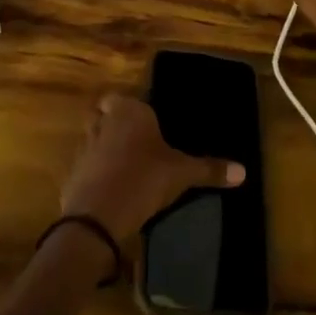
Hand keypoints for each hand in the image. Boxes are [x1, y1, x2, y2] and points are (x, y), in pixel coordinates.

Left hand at [60, 95, 243, 240]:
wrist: (98, 216)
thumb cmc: (144, 179)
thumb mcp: (181, 174)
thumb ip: (210, 169)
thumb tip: (244, 171)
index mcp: (128, 111)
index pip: (121, 98)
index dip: (130, 108)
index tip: (145, 124)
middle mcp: (102, 121)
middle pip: (103, 115)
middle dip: (114, 125)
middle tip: (136, 144)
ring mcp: (83, 147)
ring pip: (92, 139)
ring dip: (103, 149)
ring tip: (124, 168)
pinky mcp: (71, 173)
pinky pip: (84, 166)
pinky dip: (94, 173)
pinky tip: (110, 189)